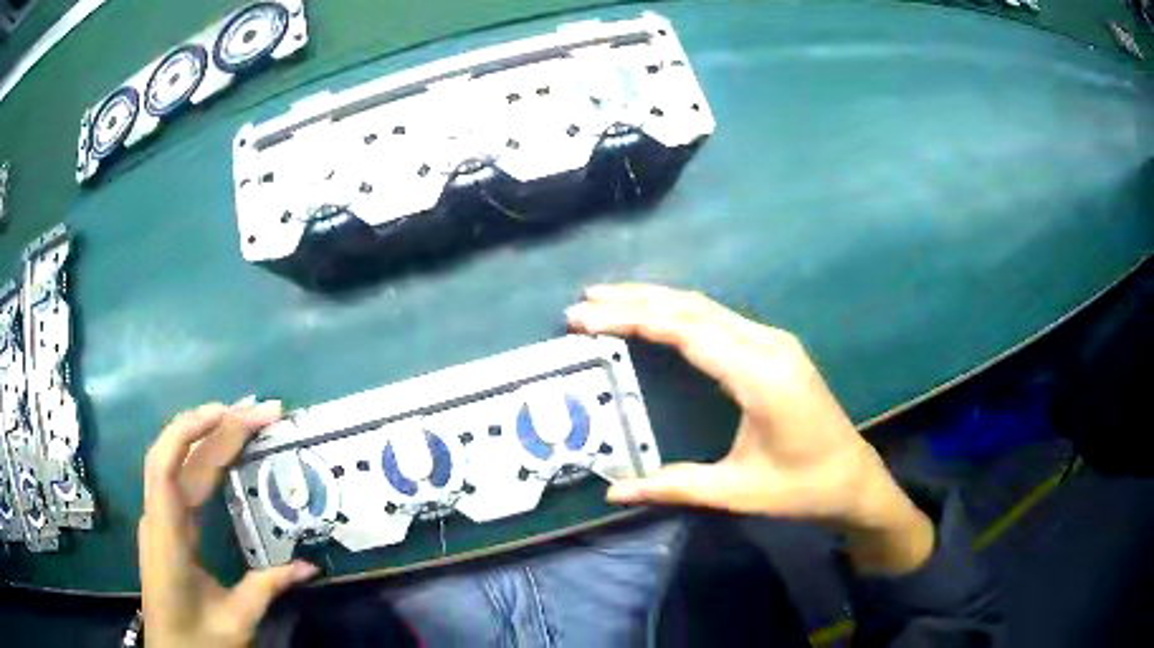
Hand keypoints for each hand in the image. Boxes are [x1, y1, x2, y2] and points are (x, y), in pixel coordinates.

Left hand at [139, 398, 318, 647]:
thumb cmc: (197, 638)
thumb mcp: (236, 620)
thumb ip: (267, 588)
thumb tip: (310, 567)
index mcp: (167, 535)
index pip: (167, 466)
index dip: (191, 431)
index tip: (229, 412)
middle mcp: (159, 515)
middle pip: (179, 456)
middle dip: (217, 428)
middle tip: (261, 412)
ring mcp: (161, 517)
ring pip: (179, 462)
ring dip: (209, 436)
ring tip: (246, 419)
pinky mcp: (167, 524)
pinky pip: (181, 478)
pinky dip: (202, 456)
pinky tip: (222, 451)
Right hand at [566, 284, 933, 573]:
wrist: (854, 479)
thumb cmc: (801, 488)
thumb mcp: (736, 492)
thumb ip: (674, 485)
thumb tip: (612, 491)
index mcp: (759, 374)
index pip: (685, 331)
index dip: (632, 319)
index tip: (585, 318)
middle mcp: (767, 344)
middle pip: (692, 307)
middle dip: (635, 299)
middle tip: (584, 302)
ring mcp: (774, 341)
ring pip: (706, 306)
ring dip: (655, 300)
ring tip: (607, 300)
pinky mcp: (775, 348)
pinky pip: (719, 318)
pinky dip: (679, 313)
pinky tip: (656, 316)